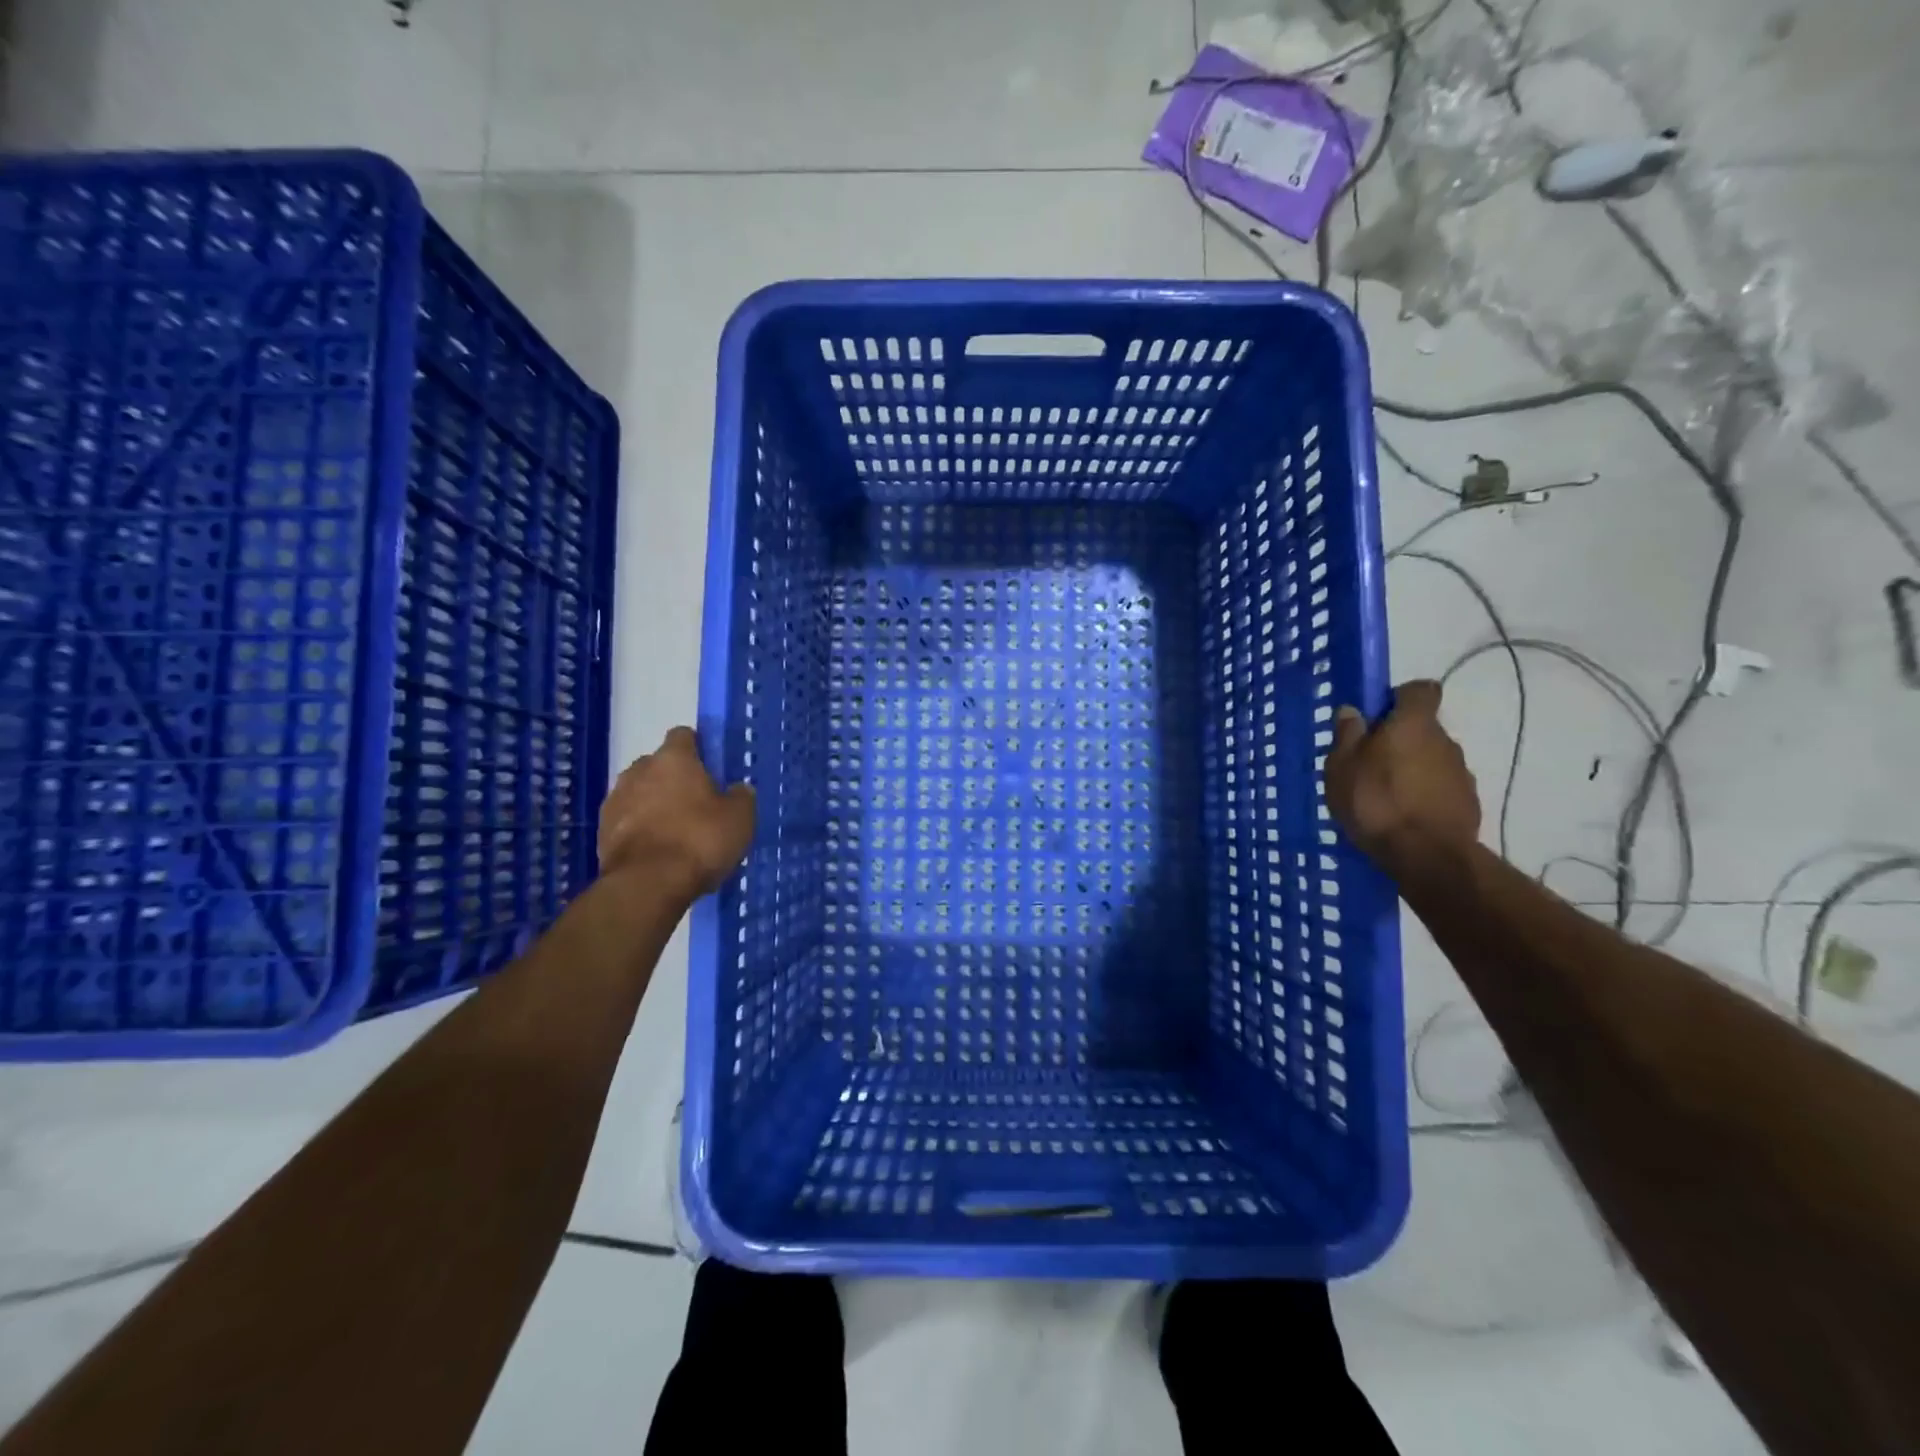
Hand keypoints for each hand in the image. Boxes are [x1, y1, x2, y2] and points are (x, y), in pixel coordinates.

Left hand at [598, 727, 754, 896]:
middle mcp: (639, 770)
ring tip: (676, 832)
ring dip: (654, 804)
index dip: (699, 748)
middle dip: (675, 779)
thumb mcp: (740, 818)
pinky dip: (640, 829)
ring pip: (640, 793)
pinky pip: (627, 821)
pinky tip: (657, 851)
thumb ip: (741, 796)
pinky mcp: (602, 831)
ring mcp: (615, 800)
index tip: (712, 768)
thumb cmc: (699, 841)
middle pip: (659, 765)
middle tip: (697, 804)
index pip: (684, 735)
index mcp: (674, 759)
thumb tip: (738, 789)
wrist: (647, 885)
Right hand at [1325, 680, 1480, 871]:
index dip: (1400, 698)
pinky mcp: (1468, 803)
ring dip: (1411, 769)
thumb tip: (1352, 711)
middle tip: (1368, 763)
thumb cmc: (1376, 802)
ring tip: (1384, 796)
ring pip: (1431, 759)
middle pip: (1422, 728)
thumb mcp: (1341, 767)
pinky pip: (1440, 788)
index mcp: (1414, 724)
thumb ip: (1347, 735)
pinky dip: (1424, 795)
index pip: (1420, 690)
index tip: (1377, 717)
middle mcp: (1445, 740)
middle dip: (1399, 740)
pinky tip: (1402, 816)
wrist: (1427, 856)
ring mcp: (1462, 773)